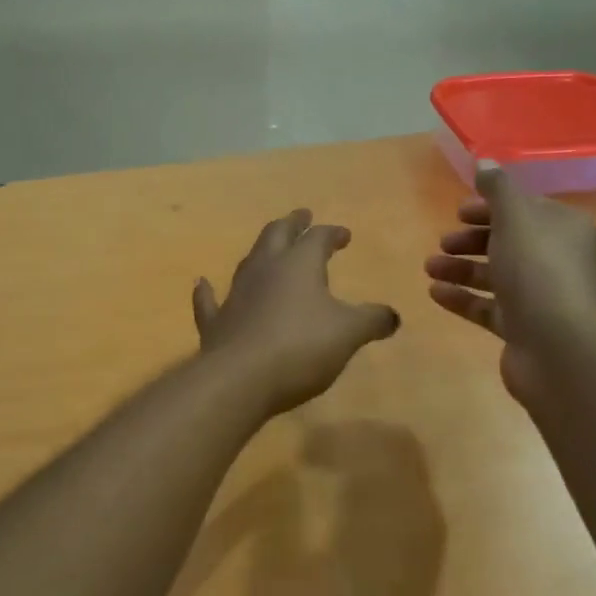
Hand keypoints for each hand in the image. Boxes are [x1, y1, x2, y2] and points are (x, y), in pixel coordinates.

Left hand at [194, 209, 400, 416]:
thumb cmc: (301, 347)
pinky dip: (207, 291)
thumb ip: (372, 320)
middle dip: (292, 224)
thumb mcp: (349, 334)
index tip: (344, 235)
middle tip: (301, 217)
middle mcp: (265, 270)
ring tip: (269, 247)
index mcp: (299, 265)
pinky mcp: (216, 323)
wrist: (240, 379)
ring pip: (248, 262)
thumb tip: (392, 316)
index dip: (332, 234)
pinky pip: (209, 301)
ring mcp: (235, 294)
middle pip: (277, 235)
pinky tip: (202, 283)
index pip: (318, 239)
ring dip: (260, 251)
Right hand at [423, 167, 595, 402]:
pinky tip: (435, 292)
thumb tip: (484, 162)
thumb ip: (498, 188)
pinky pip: (487, 307)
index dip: (491, 207)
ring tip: (429, 267)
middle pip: (507, 242)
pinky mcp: (522, 328)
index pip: (525, 209)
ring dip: (460, 268)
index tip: (459, 211)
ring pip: (495, 275)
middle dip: (472, 239)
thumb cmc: (537, 270)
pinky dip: (462, 298)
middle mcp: (555, 260)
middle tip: (444, 242)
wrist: (558, 346)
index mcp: (563, 228)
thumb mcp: (516, 217)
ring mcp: (539, 297)